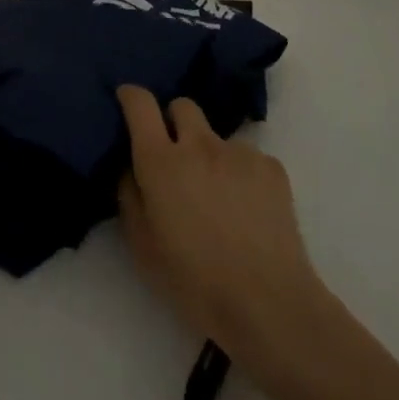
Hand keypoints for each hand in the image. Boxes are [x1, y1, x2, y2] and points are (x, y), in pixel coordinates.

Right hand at [115, 84, 334, 383]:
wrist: (268, 303)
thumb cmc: (193, 280)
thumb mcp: (142, 245)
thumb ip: (129, 194)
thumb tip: (130, 166)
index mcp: (160, 161)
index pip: (140, 103)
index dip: (131, 96)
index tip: (127, 102)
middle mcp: (199, 144)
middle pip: (182, 106)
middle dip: (174, 121)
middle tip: (175, 156)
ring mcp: (239, 153)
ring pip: (216, 135)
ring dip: (209, 153)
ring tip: (218, 196)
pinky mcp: (272, 168)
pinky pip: (247, 157)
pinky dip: (240, 173)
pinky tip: (247, 209)